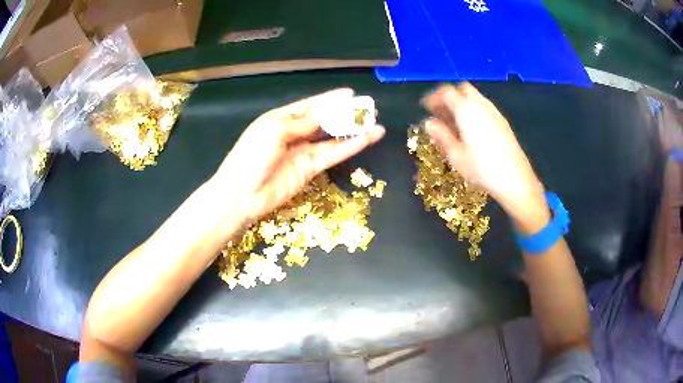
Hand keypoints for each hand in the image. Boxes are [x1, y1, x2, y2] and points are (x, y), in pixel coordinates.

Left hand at [212, 88, 384, 222]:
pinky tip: (366, 140)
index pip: (310, 105)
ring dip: (352, 132)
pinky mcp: (310, 169)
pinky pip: (332, 155)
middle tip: (368, 109)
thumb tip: (325, 115)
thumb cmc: (252, 156)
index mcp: (281, 118)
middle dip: (345, 114)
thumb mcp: (274, 131)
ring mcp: (303, 151)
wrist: (242, 194)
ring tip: (375, 124)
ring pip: (332, 138)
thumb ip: (302, 122)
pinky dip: (349, 147)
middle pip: (324, 120)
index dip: (330, 100)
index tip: (350, 94)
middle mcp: (294, 133)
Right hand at [422, 83, 547, 232]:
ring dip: (462, 103)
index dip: (434, 97)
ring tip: (454, 122)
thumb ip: (441, 135)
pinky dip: (473, 110)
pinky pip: (484, 107)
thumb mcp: (455, 155)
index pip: (446, 92)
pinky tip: (471, 129)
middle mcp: (481, 105)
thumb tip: (428, 123)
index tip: (426, 107)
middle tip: (441, 112)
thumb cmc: (482, 168)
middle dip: (450, 96)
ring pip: (475, 98)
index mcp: (466, 109)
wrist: (516, 180)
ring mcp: (494, 112)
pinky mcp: (503, 122)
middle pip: (462, 89)